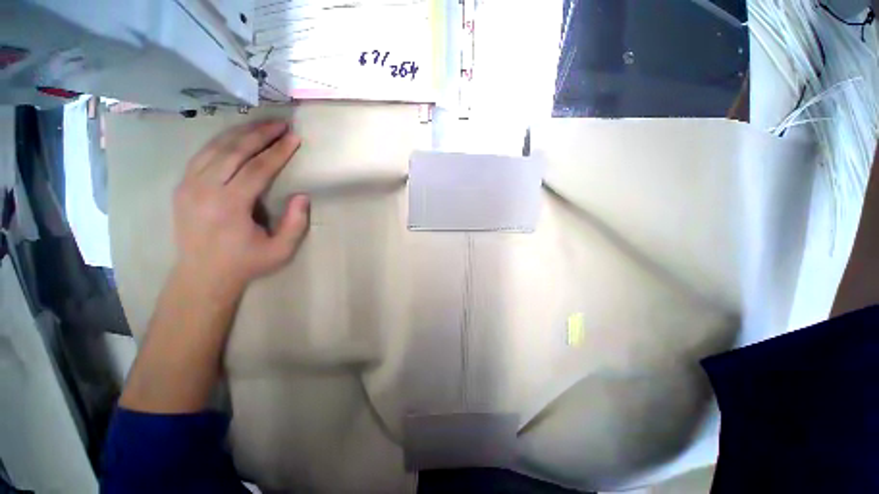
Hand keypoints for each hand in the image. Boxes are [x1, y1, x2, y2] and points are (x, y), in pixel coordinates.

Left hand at [172, 120, 308, 290]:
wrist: (202, 275)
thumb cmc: (246, 263)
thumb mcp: (281, 251)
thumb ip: (295, 224)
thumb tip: (302, 196)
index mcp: (229, 206)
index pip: (257, 169)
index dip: (278, 152)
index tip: (294, 138)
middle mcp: (204, 189)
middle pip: (234, 151)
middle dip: (260, 134)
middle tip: (281, 124)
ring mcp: (188, 185)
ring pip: (215, 148)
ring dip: (241, 133)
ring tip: (263, 126)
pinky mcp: (182, 186)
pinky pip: (203, 155)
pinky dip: (222, 142)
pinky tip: (237, 138)